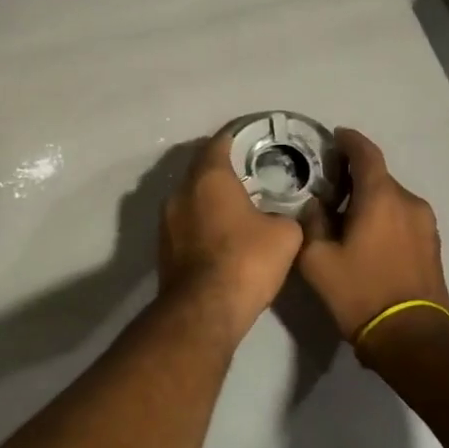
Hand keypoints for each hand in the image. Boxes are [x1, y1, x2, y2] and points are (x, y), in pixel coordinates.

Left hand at [158, 129, 304, 340]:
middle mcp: (180, 191)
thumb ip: (285, 215)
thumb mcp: (285, 235)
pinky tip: (221, 233)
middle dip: (222, 168)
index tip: (251, 138)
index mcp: (209, 177)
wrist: (204, 310)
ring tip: (236, 204)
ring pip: (190, 196)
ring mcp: (166, 220)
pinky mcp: (163, 246)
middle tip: (248, 172)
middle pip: (201, 168)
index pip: (219, 142)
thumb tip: (279, 217)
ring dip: (209, 197)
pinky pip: (185, 221)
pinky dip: (201, 220)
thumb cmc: (246, 261)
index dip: (236, 137)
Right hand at [297, 128, 448, 347]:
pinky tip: (367, 236)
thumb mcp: (317, 260)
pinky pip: (403, 217)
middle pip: (379, 177)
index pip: (366, 154)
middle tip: (329, 185)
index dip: (350, 140)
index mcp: (381, 198)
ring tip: (346, 214)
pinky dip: (384, 215)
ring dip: (370, 198)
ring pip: (392, 198)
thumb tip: (315, 204)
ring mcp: (426, 224)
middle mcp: (409, 202)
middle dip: (355, 176)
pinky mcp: (433, 245)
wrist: (411, 339)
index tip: (335, 136)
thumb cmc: (360, 293)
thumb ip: (312, 222)